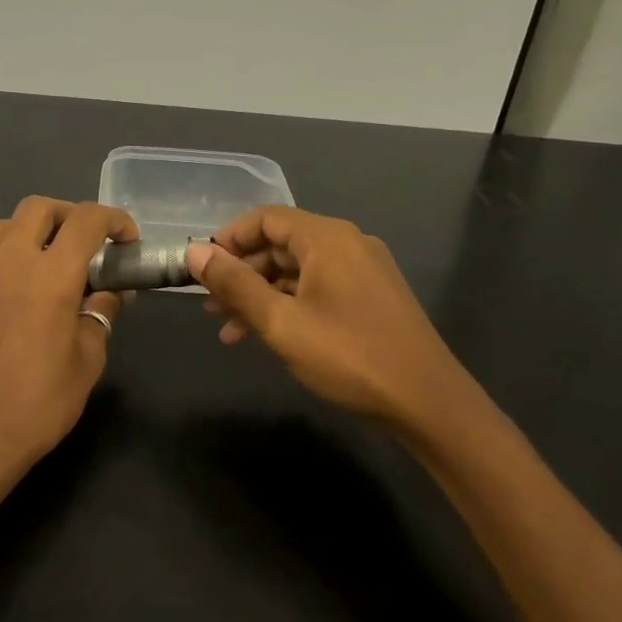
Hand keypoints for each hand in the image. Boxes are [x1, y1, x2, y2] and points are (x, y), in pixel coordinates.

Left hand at [0, 197, 135, 486]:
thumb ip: (100, 314)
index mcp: (48, 276)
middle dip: (71, 215)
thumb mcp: (87, 361)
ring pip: (6, 227)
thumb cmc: (38, 405)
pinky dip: (13, 261)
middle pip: (38, 208)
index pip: (86, 220)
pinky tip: (24, 300)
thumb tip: (109, 291)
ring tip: (56, 264)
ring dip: (36, 231)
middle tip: (91, 246)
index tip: (127, 242)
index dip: (114, 220)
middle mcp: (9, 264)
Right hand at [187, 206, 499, 450]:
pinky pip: (318, 289)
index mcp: (327, 238)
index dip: (229, 239)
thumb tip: (194, 251)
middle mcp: (347, 244)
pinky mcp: (371, 299)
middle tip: (210, 306)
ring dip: (261, 295)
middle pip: (281, 244)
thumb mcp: (281, 322)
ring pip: (297, 272)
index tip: (201, 269)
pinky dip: (288, 306)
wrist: (427, 402)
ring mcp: (363, 272)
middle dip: (241, 273)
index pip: (266, 218)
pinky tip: (268, 337)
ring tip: (229, 330)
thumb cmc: (349, 356)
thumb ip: (235, 284)